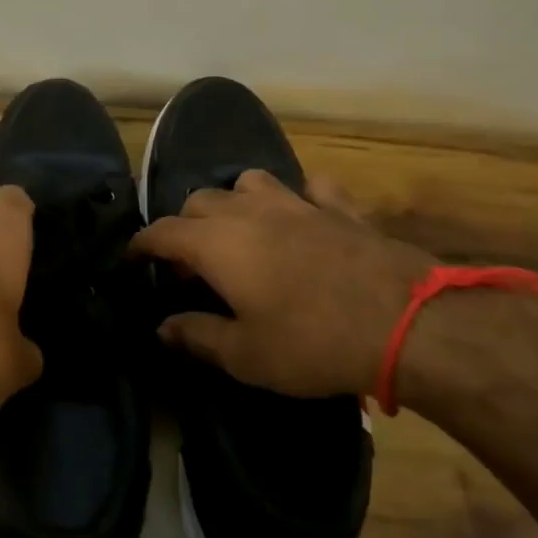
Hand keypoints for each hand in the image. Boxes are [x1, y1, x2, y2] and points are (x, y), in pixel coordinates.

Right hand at [130, 170, 435, 400]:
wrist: (404, 323)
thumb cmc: (312, 343)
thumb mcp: (245, 355)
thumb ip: (197, 336)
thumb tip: (162, 327)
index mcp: (217, 244)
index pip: (162, 232)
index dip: (141, 245)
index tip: (132, 259)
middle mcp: (249, 212)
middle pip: (200, 202)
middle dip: (185, 226)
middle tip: (191, 265)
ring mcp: (297, 203)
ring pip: (249, 182)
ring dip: (235, 202)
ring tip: (240, 232)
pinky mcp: (339, 208)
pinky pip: (310, 188)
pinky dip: (298, 199)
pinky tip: (304, 218)